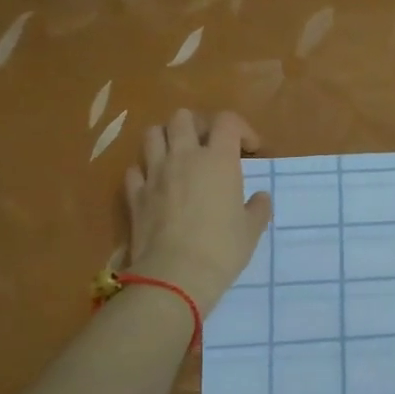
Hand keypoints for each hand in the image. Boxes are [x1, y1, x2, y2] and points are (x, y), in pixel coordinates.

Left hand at [123, 109, 271, 313]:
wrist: (175, 275)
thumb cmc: (222, 249)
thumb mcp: (252, 230)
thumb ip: (257, 208)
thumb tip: (260, 198)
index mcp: (218, 159)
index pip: (227, 121)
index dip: (241, 129)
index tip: (250, 150)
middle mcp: (184, 157)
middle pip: (183, 117)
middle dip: (198, 126)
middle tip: (209, 146)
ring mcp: (155, 174)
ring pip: (152, 135)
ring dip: (166, 139)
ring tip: (178, 157)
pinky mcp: (134, 195)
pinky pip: (135, 170)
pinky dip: (145, 171)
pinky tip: (156, 184)